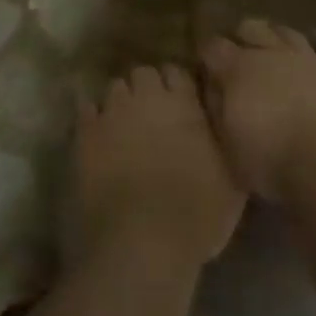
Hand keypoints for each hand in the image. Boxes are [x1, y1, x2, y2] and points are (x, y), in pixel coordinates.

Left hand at [75, 64, 246, 269]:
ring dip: (120, 103)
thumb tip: (219, 126)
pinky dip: (93, 120)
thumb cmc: (196, 217)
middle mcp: (147, 98)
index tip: (180, 104)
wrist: (141, 243)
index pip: (178, 72)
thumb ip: (223, 143)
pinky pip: (86, 110)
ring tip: (123, 127)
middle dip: (146, 89)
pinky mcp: (83, 133)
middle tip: (151, 116)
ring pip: (114, 88)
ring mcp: (112, 112)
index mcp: (185, 104)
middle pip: (143, 74)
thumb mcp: (231, 181)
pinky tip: (98, 139)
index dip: (177, 86)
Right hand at [200, 19, 315, 202]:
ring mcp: (307, 58)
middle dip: (240, 38)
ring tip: (272, 51)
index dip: (206, 55)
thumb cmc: (271, 163)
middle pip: (249, 27)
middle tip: (239, 59)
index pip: (213, 46)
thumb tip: (211, 84)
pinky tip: (313, 47)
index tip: (205, 69)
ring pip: (286, 31)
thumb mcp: (227, 143)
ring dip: (274, 37)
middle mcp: (271, 53)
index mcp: (238, 69)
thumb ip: (215, 106)